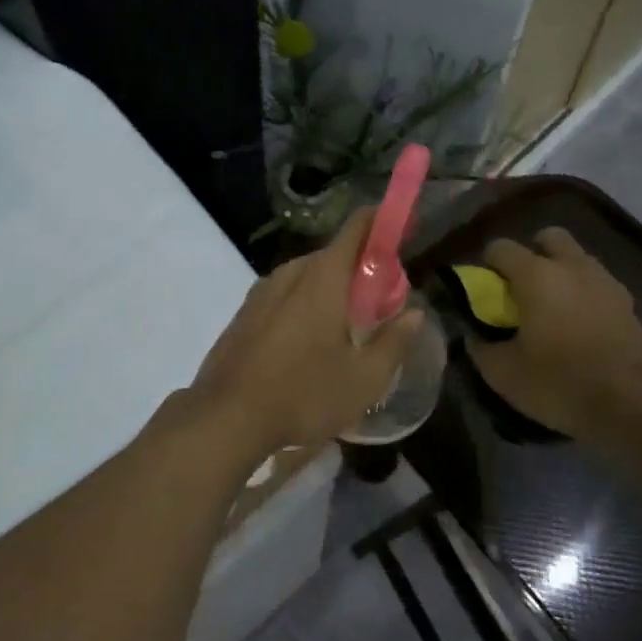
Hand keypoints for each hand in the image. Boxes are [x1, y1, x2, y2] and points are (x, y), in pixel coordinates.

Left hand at [187, 207, 423, 459]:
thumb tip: (415, 313)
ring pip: (305, 277)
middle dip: (359, 270)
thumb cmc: (303, 395)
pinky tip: (308, 344)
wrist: (226, 417)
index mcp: (323, 278)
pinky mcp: (243, 314)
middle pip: (332, 256)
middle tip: (381, 302)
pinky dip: (303, 305)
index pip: (357, 229)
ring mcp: (260, 293)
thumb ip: (394, 342)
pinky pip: (283, 296)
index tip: (402, 231)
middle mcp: (289, 274)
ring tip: (346, 327)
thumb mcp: (364, 379)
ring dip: (329, 290)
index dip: (381, 223)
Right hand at [465, 228, 641, 439]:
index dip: (487, 266)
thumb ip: (480, 346)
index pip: (501, 247)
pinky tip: (578, 327)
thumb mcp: (502, 373)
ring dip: (561, 273)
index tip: (485, 293)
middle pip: (549, 237)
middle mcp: (573, 268)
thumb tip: (473, 334)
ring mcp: (606, 283)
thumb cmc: (559, 383)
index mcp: (536, 275)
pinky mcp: (629, 305)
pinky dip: (584, 295)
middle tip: (522, 289)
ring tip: (551, 310)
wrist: (633, 409)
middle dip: (532, 254)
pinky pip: (598, 285)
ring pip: (578, 259)